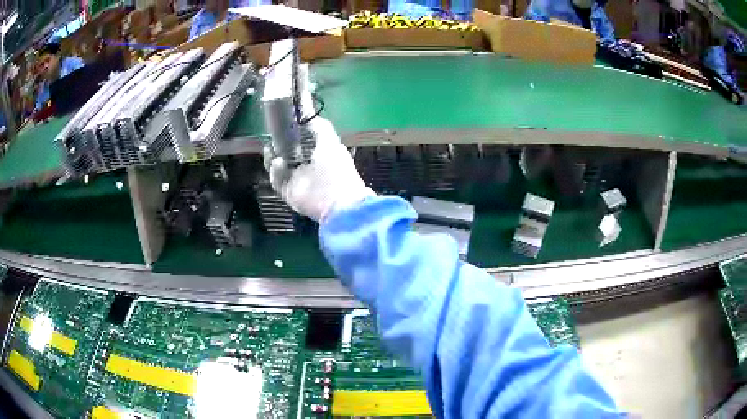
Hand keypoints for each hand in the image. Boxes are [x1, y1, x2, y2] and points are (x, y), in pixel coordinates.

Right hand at [263, 117, 374, 221]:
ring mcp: (298, 181)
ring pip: (279, 167)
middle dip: (278, 145)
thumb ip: (321, 127)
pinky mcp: (289, 193)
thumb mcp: (330, 142)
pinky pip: (277, 181)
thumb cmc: (336, 168)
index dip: (291, 133)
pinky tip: (277, 163)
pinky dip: (275, 172)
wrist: (336, 200)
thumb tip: (310, 114)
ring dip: (272, 157)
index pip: (300, 142)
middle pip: (286, 154)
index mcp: (320, 154)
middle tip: (272, 137)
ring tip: (271, 149)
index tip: (283, 125)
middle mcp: (307, 167)